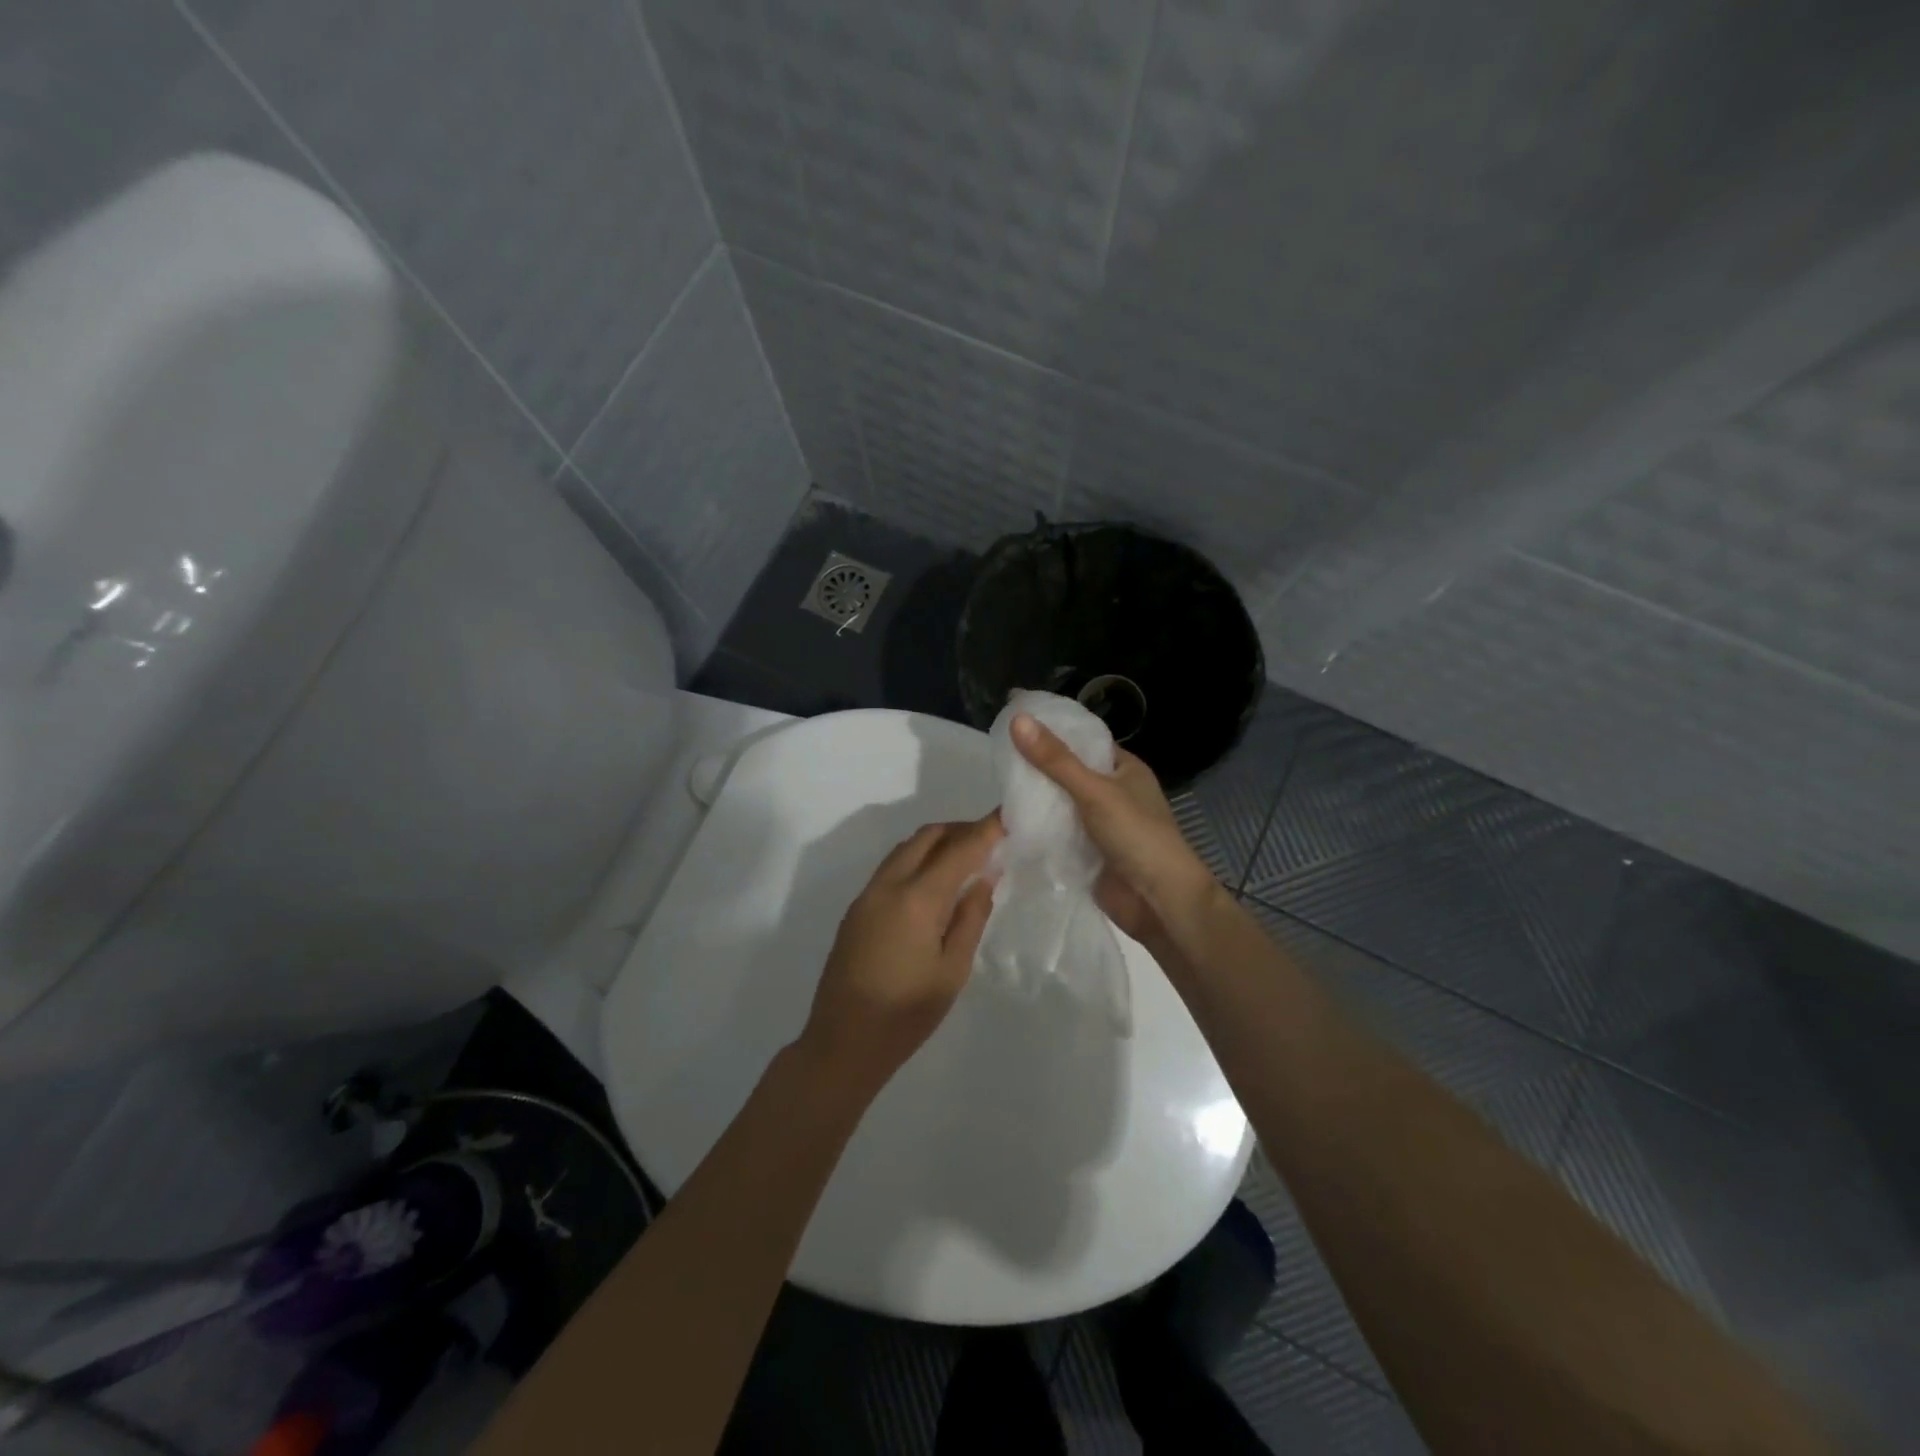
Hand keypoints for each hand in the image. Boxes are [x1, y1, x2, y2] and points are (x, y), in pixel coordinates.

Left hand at [795, 815, 1002, 1097]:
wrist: (842, 1043)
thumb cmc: (906, 1014)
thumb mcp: (952, 970)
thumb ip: (970, 917)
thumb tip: (983, 877)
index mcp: (916, 898)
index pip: (959, 849)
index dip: (986, 829)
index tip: (1008, 814)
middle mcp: (888, 885)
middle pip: (927, 837)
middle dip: (960, 829)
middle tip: (991, 839)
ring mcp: (867, 895)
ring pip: (905, 849)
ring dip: (937, 843)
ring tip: (967, 858)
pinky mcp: (856, 909)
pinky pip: (891, 867)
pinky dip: (917, 860)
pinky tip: (935, 883)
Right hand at [1010, 715, 1217, 949]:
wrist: (1159, 903)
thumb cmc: (1137, 836)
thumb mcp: (1095, 791)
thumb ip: (1056, 760)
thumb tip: (1018, 719)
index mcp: (1124, 768)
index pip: (1082, 740)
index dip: (1051, 730)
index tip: (1013, 722)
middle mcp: (1112, 792)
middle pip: (1067, 773)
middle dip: (1036, 769)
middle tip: (996, 758)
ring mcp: (1099, 825)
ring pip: (1059, 805)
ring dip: (1034, 801)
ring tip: (996, 788)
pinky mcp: (1087, 853)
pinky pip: (1057, 834)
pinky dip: (1038, 829)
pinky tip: (1008, 824)